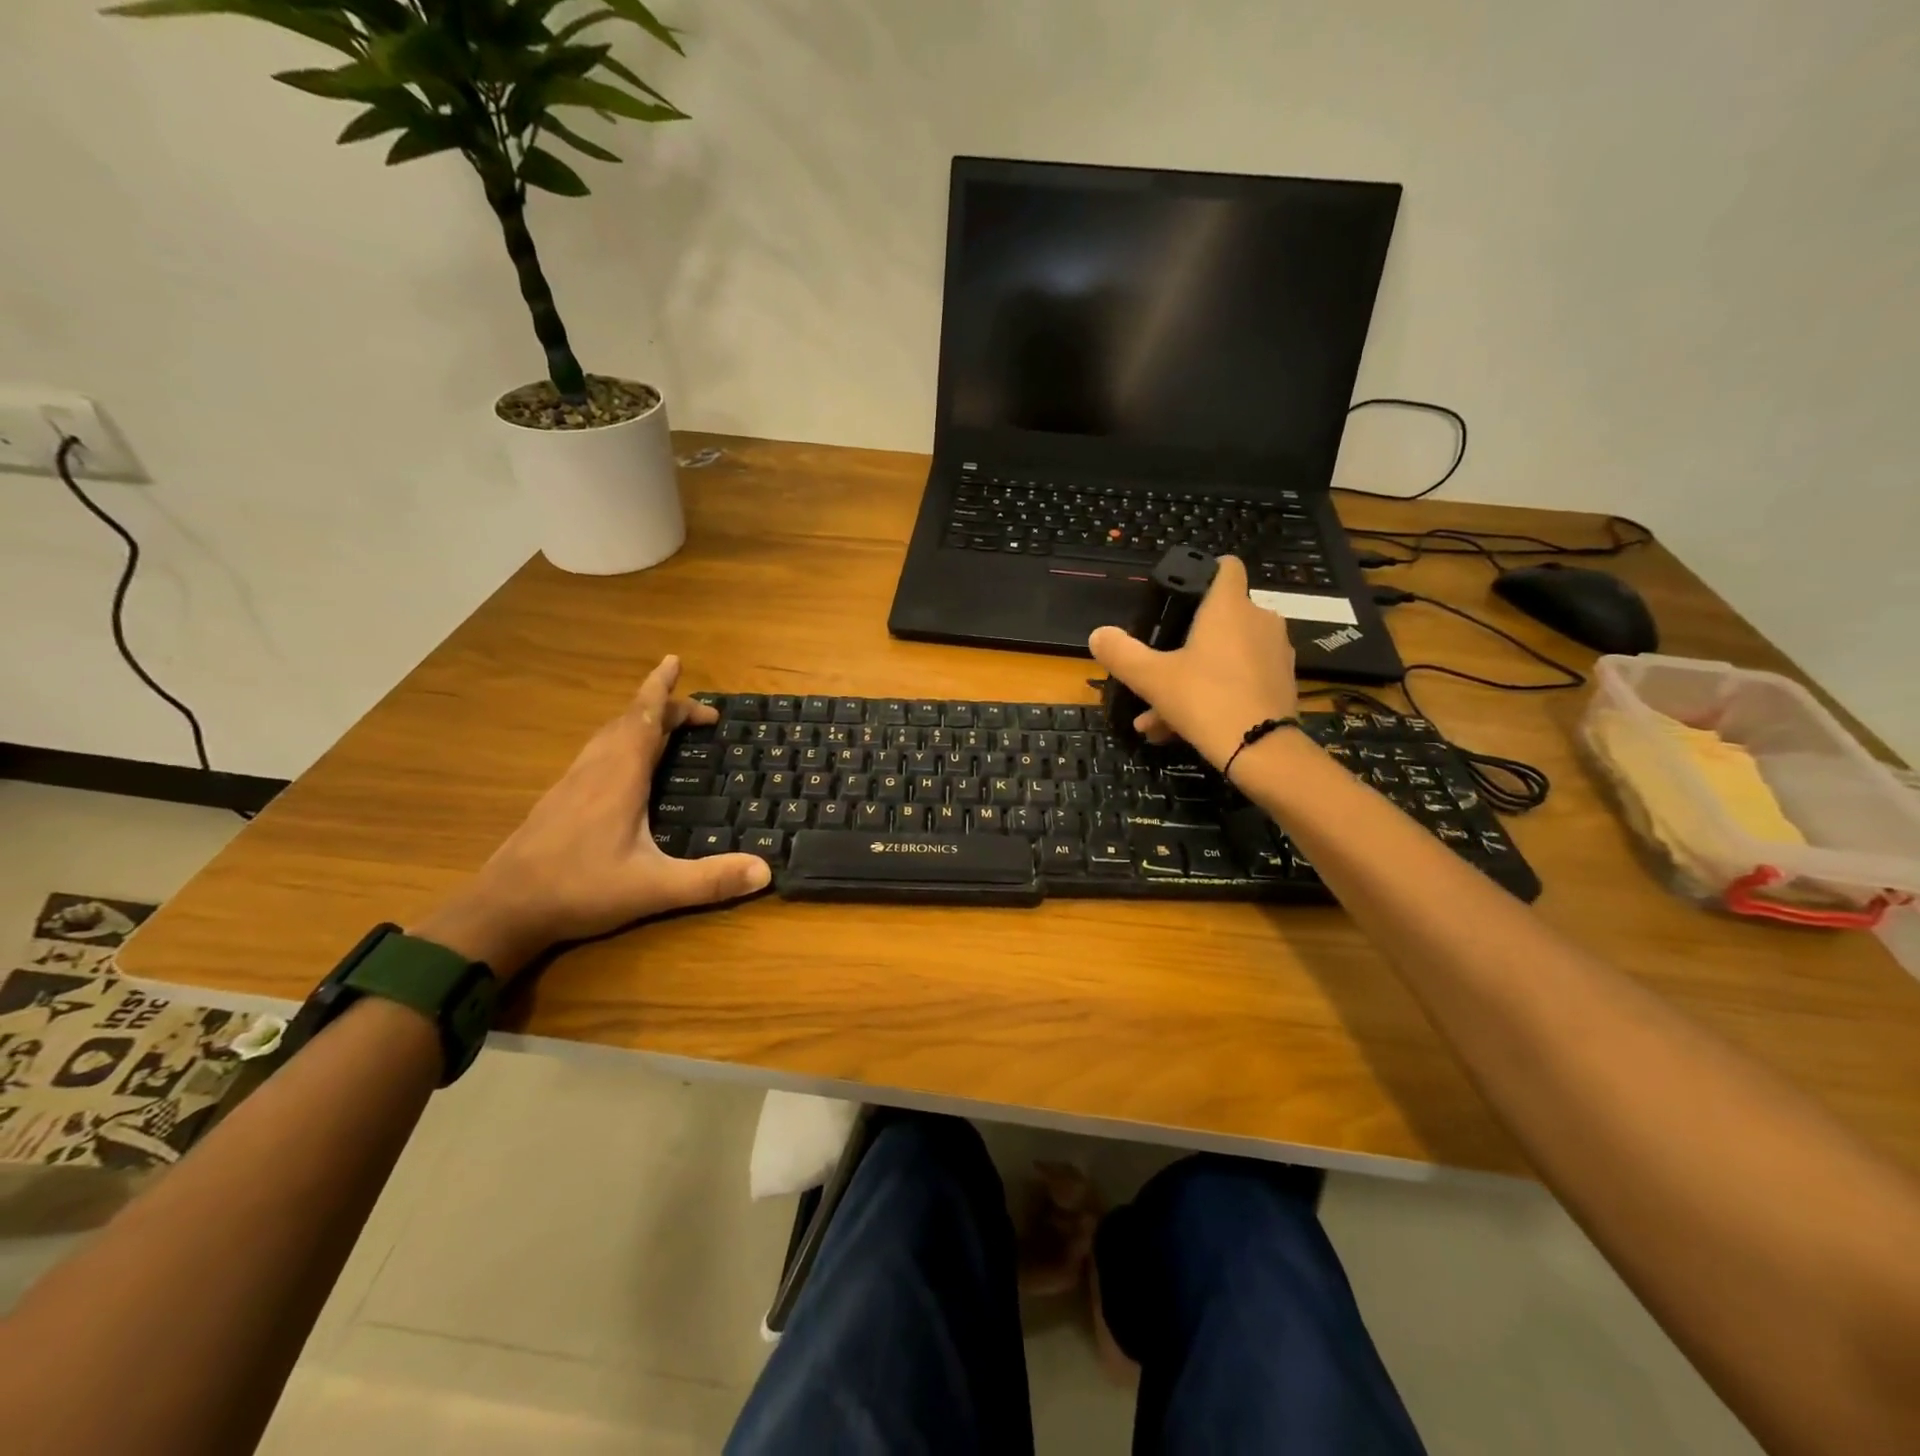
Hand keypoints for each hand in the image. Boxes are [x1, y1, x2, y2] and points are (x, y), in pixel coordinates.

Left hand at [413, 656, 769, 978]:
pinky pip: (597, 752)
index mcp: (619, 777)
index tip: (676, 661)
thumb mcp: (654, 888)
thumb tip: (766, 871)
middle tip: (699, 713)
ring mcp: (572, 783)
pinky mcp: (559, 799)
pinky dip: (622, 741)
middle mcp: (595, 769)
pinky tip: (626, 765)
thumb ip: (710, 881)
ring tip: (666, 725)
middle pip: (629, 720)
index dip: (662, 690)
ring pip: (609, 734)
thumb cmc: (579, 890)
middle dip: (663, 706)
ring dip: (640, 721)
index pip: (645, 719)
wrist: (502, 909)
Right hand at [1088, 556, 1298, 770]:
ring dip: (1191, 679)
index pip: (1226, 566)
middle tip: (1155, 673)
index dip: (1204, 572)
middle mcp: (1259, 621)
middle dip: (1183, 646)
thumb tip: (1098, 634)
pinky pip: (1239, 681)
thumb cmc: (1205, 699)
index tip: (1181, 593)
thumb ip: (1122, 653)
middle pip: (1218, 619)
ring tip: (1156, 717)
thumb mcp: (1151, 678)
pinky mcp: (1282, 684)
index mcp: (1229, 607)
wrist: (1261, 751)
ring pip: (1224, 657)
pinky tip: (1180, 729)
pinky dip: (1213, 696)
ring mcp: (1275, 653)